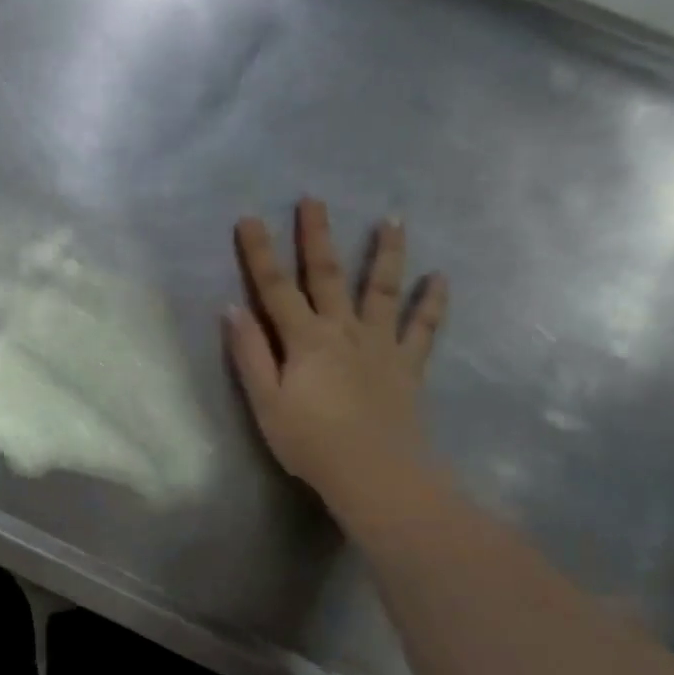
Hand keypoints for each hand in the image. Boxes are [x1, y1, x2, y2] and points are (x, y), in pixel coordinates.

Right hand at [227, 199, 447, 507]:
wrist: (376, 475)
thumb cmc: (311, 442)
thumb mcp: (266, 402)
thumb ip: (250, 354)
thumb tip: (232, 309)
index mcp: (304, 339)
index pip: (274, 287)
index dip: (260, 253)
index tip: (250, 218)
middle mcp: (343, 330)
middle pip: (327, 275)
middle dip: (317, 235)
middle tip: (314, 199)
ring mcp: (380, 345)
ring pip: (382, 289)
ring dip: (386, 253)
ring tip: (392, 219)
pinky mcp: (408, 365)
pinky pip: (424, 328)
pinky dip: (432, 302)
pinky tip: (441, 278)